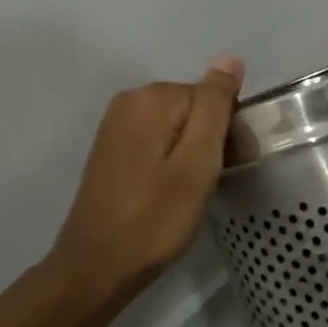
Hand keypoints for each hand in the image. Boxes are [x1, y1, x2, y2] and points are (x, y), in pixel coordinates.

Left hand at [42, 57, 244, 323]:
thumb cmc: (156, 217)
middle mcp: (130, 100)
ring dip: (193, 153)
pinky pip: (158, 140)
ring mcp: (116, 124)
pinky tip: (169, 191)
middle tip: (210, 183)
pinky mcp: (112, 148)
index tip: (229, 167)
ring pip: (178, 126)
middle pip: (194, 108)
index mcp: (152, 97)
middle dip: (211, 140)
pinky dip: (171, 160)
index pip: (213, 97)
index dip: (229, 132)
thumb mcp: (198, 161)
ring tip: (190, 192)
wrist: (97, 267)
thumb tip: (230, 59)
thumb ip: (215, 106)